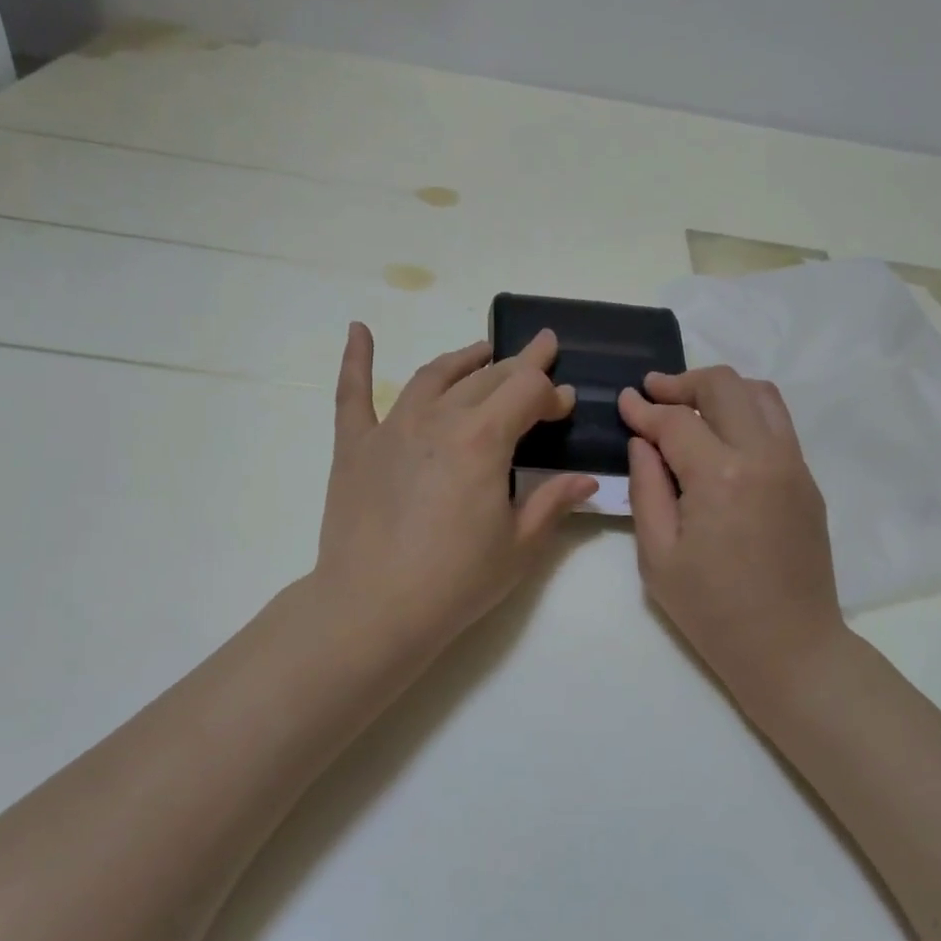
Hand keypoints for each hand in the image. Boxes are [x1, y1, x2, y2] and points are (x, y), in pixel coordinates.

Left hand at [314, 323, 596, 665]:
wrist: (373, 609)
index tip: (566, 406)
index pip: (528, 392)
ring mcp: (392, 428)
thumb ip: (553, 502)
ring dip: (464, 359)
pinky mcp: (354, 446)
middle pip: (487, 378)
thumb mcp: (518, 546)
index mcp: (483, 440)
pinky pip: (353, 393)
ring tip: (483, 351)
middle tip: (540, 354)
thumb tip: (586, 480)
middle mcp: (439, 419)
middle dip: (520, 366)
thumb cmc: (455, 582)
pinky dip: (357, 359)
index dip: (552, 393)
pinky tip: (358, 330)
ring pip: (434, 376)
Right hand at [619, 367, 844, 705]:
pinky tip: (721, 437)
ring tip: (689, 407)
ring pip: (760, 394)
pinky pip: (777, 424)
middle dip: (683, 382)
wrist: (790, 648)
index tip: (624, 400)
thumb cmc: (712, 611)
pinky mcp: (808, 481)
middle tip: (653, 393)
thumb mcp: (658, 556)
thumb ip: (646, 488)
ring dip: (720, 391)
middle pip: (724, 386)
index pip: (676, 421)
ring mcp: (794, 465)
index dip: (644, 408)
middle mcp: (763, 456)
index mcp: (720, 476)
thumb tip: (643, 442)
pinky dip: (746, 413)